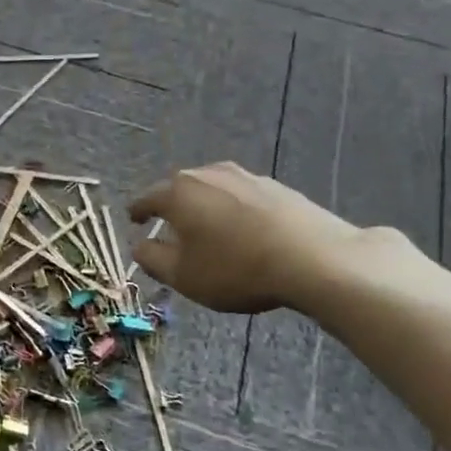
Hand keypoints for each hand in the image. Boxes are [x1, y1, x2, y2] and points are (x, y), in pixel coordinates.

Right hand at [129, 161, 383, 314]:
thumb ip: (153, 259)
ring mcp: (244, 176)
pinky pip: (242, 197)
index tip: (133, 220)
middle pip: (180, 189)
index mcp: (178, 193)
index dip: (137, 211)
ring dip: (205, 208)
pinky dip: (235, 210)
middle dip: (173, 208)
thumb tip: (140, 246)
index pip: (147, 198)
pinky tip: (245, 231)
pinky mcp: (276, 186)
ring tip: (210, 230)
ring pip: (212, 190)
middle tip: (171, 230)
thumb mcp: (184, 276)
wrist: (316, 259)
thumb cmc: (237, 268)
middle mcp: (207, 174)